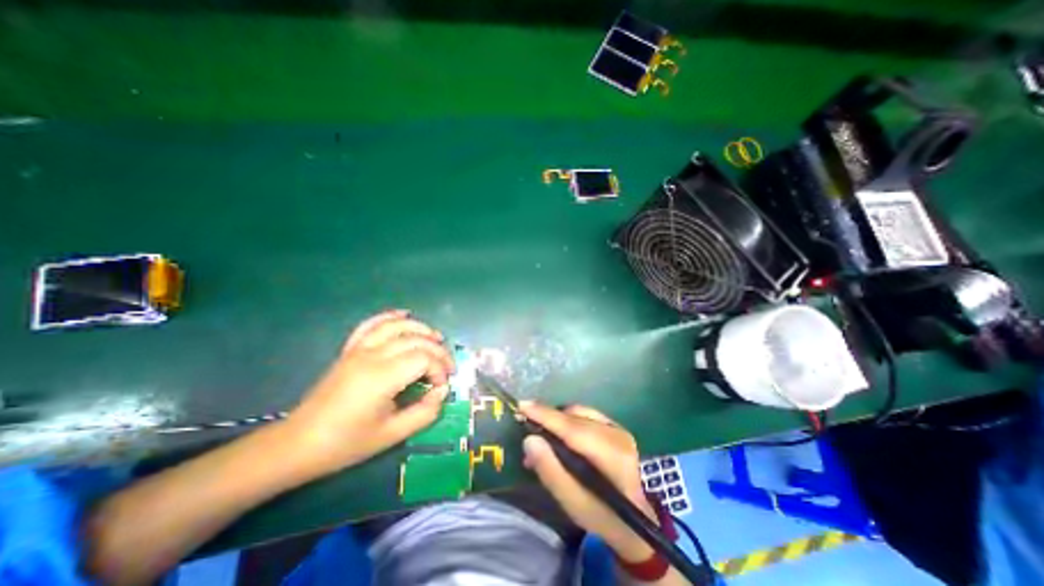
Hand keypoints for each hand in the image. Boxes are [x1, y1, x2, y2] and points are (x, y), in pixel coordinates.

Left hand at [284, 310, 453, 476]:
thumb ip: (425, 412)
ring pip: (396, 326)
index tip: (441, 387)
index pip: (424, 359)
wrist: (297, 444)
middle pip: (415, 340)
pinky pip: (371, 324)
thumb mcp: (392, 435)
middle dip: (438, 351)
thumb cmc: (346, 443)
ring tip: (436, 338)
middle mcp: (372, 356)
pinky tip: (405, 315)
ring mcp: (358, 350)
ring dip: (420, 328)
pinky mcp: (350, 350)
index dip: (440, 370)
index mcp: (382, 377)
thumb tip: (442, 391)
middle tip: (448, 368)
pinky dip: (390, 316)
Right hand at [523, 403, 659, 562]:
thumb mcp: (574, 504)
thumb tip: (529, 440)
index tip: (522, 405)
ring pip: (579, 413)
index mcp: (611, 456)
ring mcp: (618, 428)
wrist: (638, 521)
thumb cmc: (603, 517)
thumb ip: (550, 471)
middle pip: (574, 417)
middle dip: (547, 419)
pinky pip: (586, 415)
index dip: (545, 415)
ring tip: (543, 436)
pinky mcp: (617, 427)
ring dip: (558, 419)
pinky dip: (569, 420)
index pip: (572, 428)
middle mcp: (617, 435)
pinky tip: (562, 434)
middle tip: (526, 429)